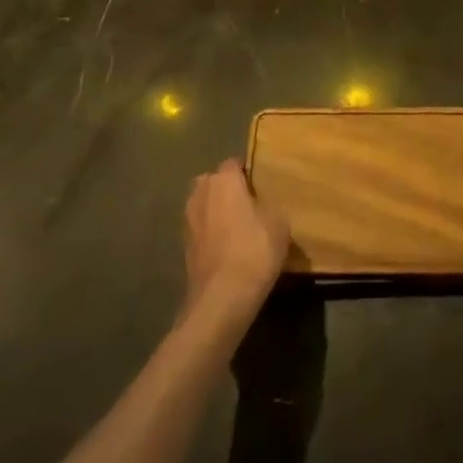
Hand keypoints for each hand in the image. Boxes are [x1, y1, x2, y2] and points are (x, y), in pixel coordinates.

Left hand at [182, 159, 288, 336]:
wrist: (221, 299)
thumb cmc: (254, 250)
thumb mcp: (279, 223)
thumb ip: (270, 205)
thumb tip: (264, 205)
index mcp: (223, 179)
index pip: (234, 163)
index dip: (248, 173)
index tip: (261, 185)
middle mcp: (201, 193)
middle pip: (213, 182)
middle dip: (226, 190)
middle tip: (248, 205)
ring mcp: (188, 221)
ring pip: (204, 205)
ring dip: (216, 212)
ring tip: (237, 228)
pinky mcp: (183, 247)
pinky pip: (200, 230)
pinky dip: (210, 235)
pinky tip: (227, 249)